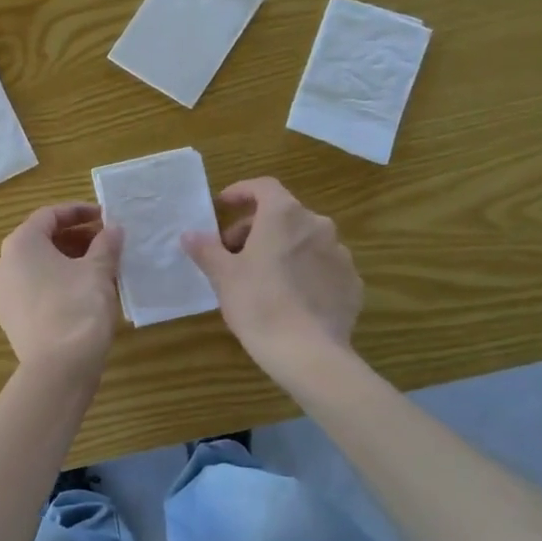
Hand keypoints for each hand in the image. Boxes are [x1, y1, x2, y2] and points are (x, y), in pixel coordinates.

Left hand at [0, 204, 123, 374]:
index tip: (105, 217)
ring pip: (38, 267)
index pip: (49, 215)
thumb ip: (106, 244)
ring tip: (100, 268)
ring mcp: (3, 294)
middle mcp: (4, 265)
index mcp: (20, 245)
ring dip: (68, 262)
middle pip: (41, 240)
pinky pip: (36, 290)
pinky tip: (84, 294)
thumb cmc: (77, 308)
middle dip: (75, 238)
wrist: (58, 369)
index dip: (79, 212)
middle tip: (106, 243)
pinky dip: (58, 284)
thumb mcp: (98, 271)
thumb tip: (113, 229)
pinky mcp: (11, 319)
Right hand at [182, 178, 362, 375]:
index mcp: (284, 216)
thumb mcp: (223, 276)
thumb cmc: (258, 304)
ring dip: (283, 249)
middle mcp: (318, 225)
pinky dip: (305, 273)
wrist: (308, 353)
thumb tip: (189, 234)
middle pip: (283, 215)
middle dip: (256, 228)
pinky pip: (323, 268)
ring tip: (262, 278)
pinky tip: (291, 299)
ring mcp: (340, 254)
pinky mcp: (352, 283)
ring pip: (305, 241)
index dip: (241, 192)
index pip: (263, 187)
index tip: (223, 206)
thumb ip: (206, 249)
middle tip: (234, 254)